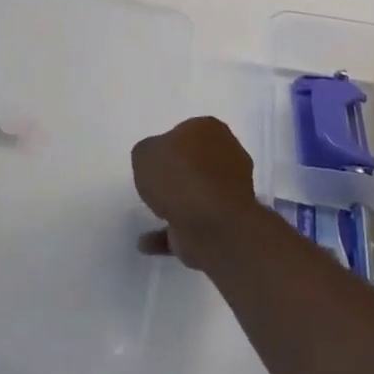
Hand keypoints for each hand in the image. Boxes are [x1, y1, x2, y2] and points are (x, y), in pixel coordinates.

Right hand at [131, 116, 259, 270]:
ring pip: (198, 194)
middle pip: (198, 161)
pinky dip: (171, 234)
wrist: (210, 223)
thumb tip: (157, 162)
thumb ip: (148, 153)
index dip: (170, 143)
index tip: (155, 158)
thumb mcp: (144, 152)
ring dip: (177, 204)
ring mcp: (229, 192)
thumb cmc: (178, 176)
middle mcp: (227, 156)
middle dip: (180, 172)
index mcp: (211, 130)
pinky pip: (191, 226)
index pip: (189, 131)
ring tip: (152, 211)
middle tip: (156, 182)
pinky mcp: (224, 224)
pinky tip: (146, 242)